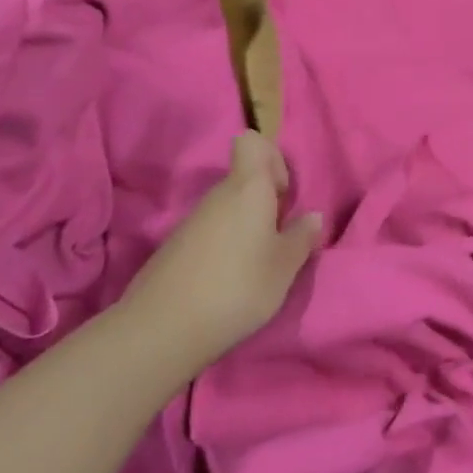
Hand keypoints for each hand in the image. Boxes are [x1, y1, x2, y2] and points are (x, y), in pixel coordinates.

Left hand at [119, 132, 322, 376]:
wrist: (160, 331)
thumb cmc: (236, 287)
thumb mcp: (284, 267)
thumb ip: (301, 237)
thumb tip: (312, 216)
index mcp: (248, 187)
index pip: (252, 141)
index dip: (272, 159)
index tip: (282, 194)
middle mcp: (218, 195)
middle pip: (244, 179)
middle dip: (264, 200)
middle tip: (277, 237)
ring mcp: (192, 221)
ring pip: (227, 207)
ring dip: (245, 226)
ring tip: (255, 265)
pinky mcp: (174, 248)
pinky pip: (209, 232)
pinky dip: (222, 247)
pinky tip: (227, 282)